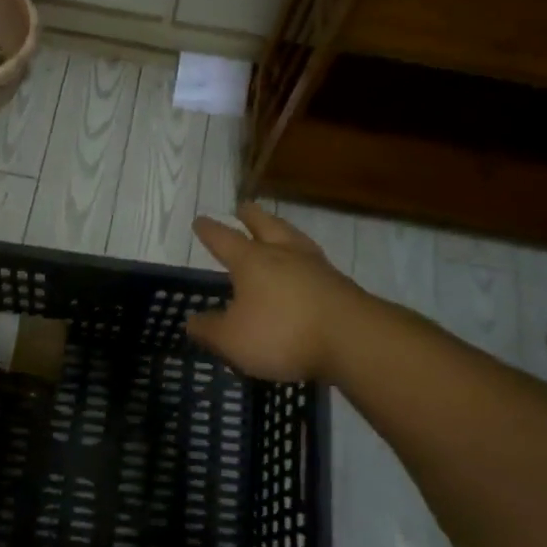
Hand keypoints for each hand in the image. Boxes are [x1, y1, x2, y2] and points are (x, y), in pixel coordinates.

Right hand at [187, 202, 363, 382]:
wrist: (353, 339)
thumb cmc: (283, 333)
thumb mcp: (232, 340)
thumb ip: (210, 330)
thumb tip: (192, 321)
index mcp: (252, 261)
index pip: (224, 239)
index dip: (210, 231)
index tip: (200, 221)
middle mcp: (283, 254)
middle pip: (265, 225)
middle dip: (251, 216)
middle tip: (244, 207)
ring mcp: (316, 267)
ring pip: (294, 238)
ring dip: (282, 230)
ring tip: (277, 228)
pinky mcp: (340, 285)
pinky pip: (315, 262)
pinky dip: (304, 259)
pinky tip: (305, 267)